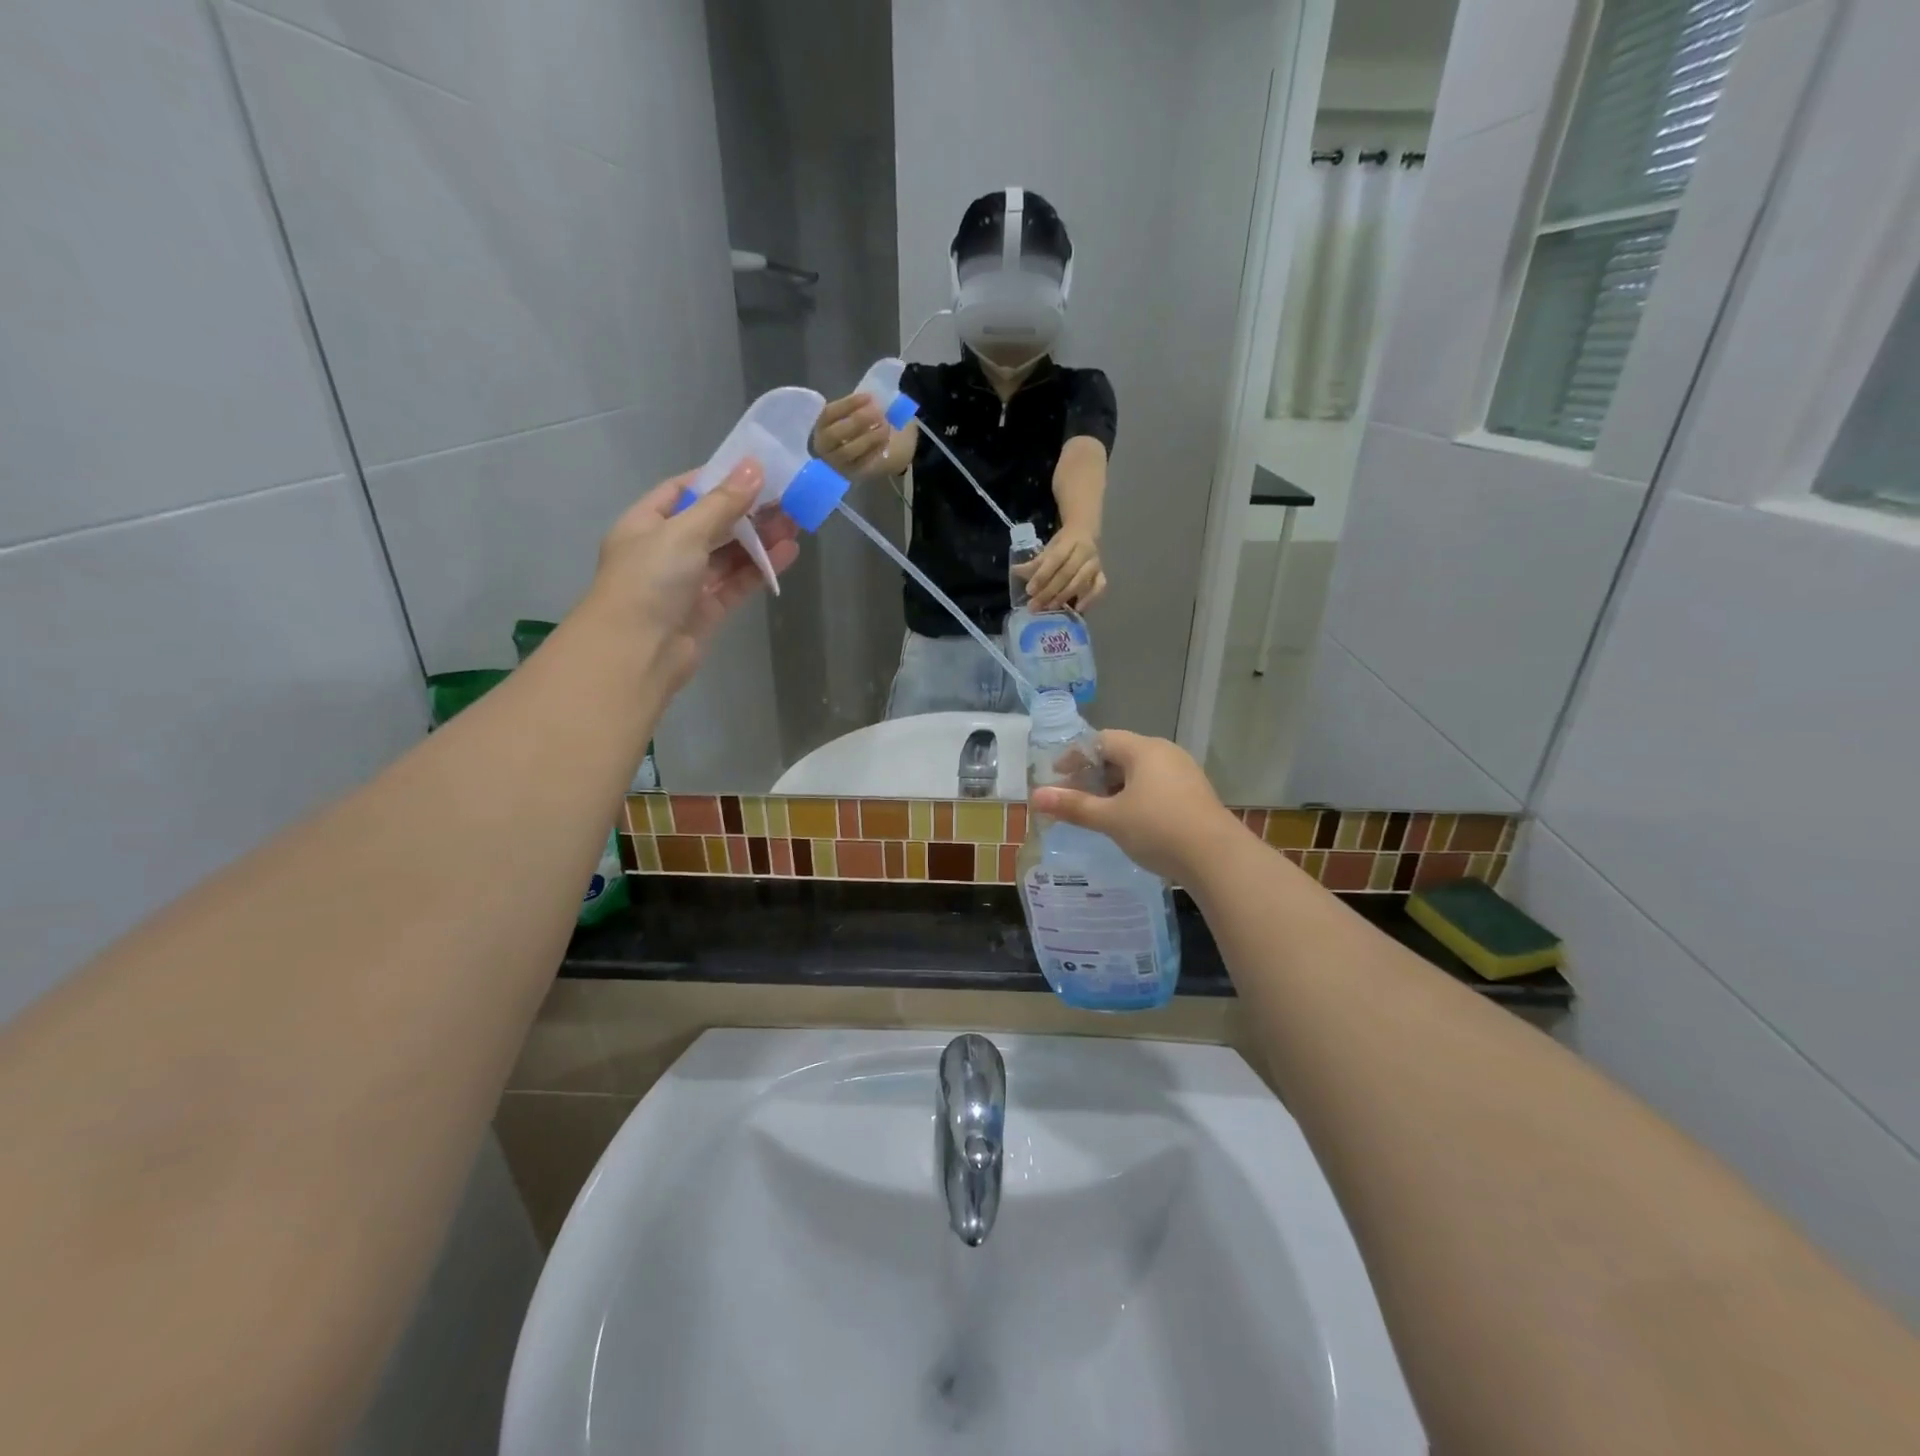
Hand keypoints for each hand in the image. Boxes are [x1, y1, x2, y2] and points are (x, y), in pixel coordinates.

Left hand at [585, 460, 799, 690]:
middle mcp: (665, 550)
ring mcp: (687, 582)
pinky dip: (761, 568)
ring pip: (728, 554)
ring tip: (795, 523)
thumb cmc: (650, 580)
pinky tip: (787, 552)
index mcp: (646, 523)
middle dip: (747, 511)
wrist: (638, 652)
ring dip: (759, 539)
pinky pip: (737, 581)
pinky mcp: (708, 609)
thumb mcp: (684, 532)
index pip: (682, 490)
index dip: (717, 479)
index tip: (754, 471)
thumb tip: (754, 467)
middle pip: (711, 523)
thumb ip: (722, 502)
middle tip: (786, 498)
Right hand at [810, 393, 891, 477]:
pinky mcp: (851, 474)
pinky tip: (885, 441)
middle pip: (834, 434)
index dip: (849, 404)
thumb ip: (861, 406)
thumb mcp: (858, 413)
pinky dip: (875, 450)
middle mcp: (824, 446)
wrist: (875, 451)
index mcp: (821, 425)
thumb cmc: (863, 427)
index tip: (869, 397)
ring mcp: (836, 463)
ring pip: (848, 450)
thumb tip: (872, 401)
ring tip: (885, 426)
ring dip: (868, 436)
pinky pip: (862, 463)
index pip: (829, 413)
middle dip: (858, 420)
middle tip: (878, 412)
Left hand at [1020, 524, 1105, 609]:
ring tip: (1050, 608)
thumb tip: (1015, 572)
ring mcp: (1095, 564)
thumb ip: (1035, 562)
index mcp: (1069, 542)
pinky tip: (1078, 609)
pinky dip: (1090, 599)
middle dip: (1049, 591)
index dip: (1042, 576)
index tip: (1029, 590)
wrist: (1085, 532)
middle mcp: (1085, 552)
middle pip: (1067, 574)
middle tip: (1035, 605)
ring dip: (1064, 596)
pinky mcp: (1102, 574)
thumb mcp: (1048, 548)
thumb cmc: (1063, 544)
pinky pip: (1099, 587)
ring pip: (1081, 582)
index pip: (1054, 560)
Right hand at [1030, 731, 1242, 881]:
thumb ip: (1073, 806)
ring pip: (1139, 772)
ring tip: (1098, 812)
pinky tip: (1129, 821)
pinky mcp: (1194, 795)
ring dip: (1114, 788)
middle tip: (1074, 797)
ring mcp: (1184, 773)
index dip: (1075, 756)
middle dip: (1093, 774)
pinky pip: (1156, 786)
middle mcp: (1165, 753)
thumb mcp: (1110, 818)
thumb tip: (1035, 796)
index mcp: (1144, 750)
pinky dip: (1135, 797)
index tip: (1057, 777)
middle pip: (1121, 754)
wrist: (1217, 859)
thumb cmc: (1158, 829)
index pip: (1101, 740)